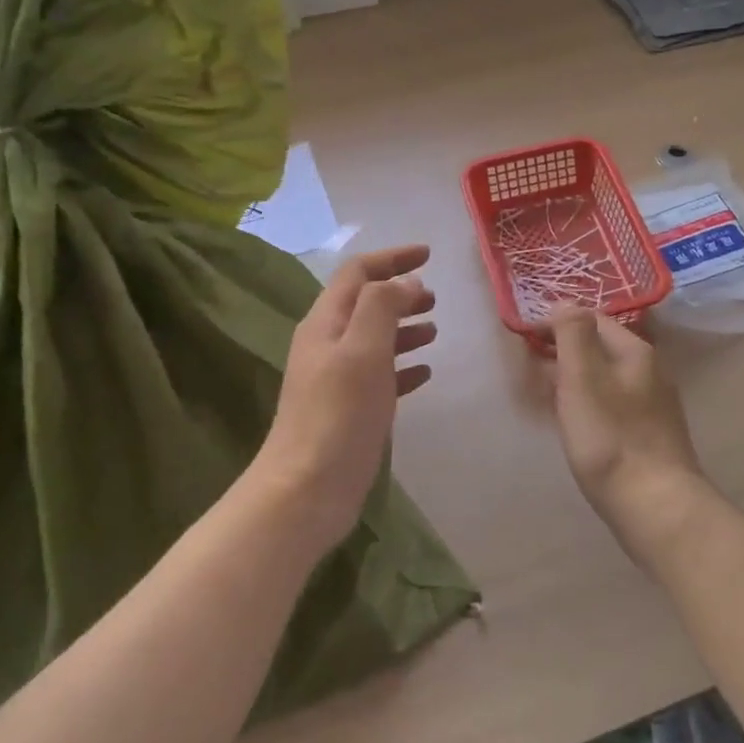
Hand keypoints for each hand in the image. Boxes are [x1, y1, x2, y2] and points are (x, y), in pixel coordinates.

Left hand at [255, 245, 436, 551]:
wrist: (308, 488)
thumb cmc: (338, 414)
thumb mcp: (363, 350)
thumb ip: (384, 307)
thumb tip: (406, 282)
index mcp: (325, 323)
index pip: (358, 273)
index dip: (392, 258)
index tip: (429, 254)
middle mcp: (328, 345)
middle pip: (365, 304)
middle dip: (400, 293)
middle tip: (435, 297)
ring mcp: (337, 379)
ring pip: (374, 339)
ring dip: (404, 328)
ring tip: (435, 330)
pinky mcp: (349, 409)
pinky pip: (381, 375)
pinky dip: (403, 366)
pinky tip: (425, 373)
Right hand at [548, 308, 707, 564]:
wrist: (655, 505)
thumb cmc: (611, 438)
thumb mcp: (583, 379)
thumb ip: (573, 335)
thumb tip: (566, 301)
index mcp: (636, 352)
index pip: (593, 320)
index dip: (557, 323)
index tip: (525, 337)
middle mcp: (650, 372)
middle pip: (600, 349)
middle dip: (564, 352)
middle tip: (528, 367)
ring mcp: (653, 406)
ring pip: (605, 380)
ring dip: (573, 380)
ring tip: (542, 394)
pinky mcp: (649, 436)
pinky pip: (611, 407)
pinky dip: (587, 405)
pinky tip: (572, 425)